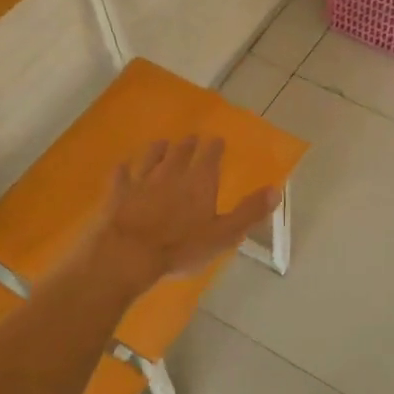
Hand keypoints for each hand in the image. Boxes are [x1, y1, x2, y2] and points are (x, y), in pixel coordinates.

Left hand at [94, 138, 277, 286]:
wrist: (127, 254)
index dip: (215, 146)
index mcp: (200, 181)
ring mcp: (142, 179)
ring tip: (162, 144)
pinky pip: (122, 174)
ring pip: (152, 156)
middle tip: (192, 139)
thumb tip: (275, 190)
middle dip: (189, 144)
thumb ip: (249, 212)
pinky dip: (125, 169)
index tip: (217, 140)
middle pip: (181, 151)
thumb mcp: (223, 235)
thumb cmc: (181, 248)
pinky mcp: (118, 191)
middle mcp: (172, 172)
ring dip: (158, 149)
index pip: (210, 154)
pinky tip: (124, 167)